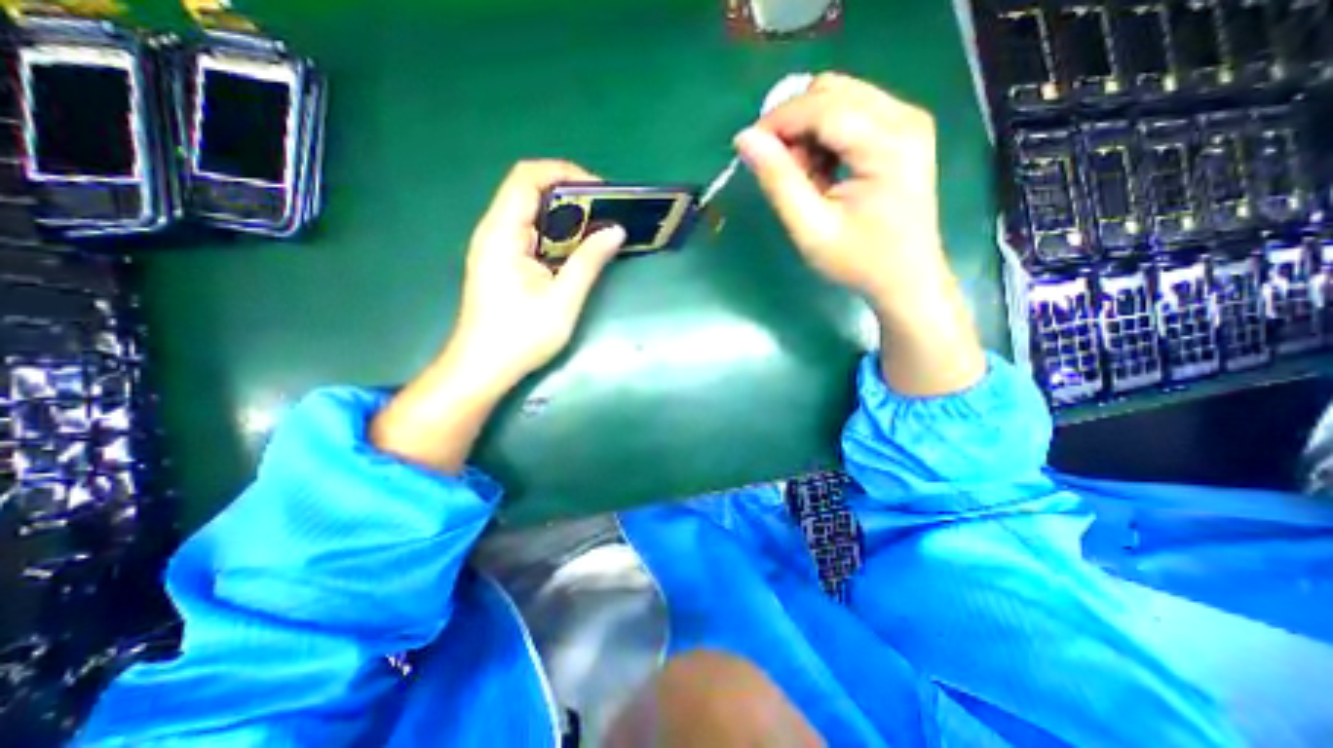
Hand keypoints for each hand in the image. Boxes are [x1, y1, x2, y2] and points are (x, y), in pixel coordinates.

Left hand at [370, 160, 627, 473]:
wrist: (483, 369)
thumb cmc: (520, 337)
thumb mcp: (562, 300)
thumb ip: (589, 262)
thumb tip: (616, 231)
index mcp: (502, 233)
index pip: (528, 178)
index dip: (565, 173)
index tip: (601, 190)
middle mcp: (495, 231)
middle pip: (530, 191)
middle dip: (572, 195)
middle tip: (607, 212)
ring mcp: (497, 247)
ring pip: (532, 213)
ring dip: (566, 216)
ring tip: (600, 229)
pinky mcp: (503, 262)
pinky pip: (532, 234)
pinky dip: (557, 234)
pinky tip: (578, 250)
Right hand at [733, 69, 980, 394]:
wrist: (906, 279)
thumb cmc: (859, 262)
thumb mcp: (810, 229)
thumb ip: (778, 181)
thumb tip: (745, 139)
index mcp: (887, 144)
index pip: (822, 106)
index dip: (778, 121)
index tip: (749, 149)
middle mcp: (904, 118)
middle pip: (832, 92)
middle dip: (795, 126)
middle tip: (784, 172)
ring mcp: (907, 121)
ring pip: (840, 99)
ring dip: (809, 132)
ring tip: (806, 179)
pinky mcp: (904, 132)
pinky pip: (853, 113)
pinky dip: (826, 137)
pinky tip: (824, 173)